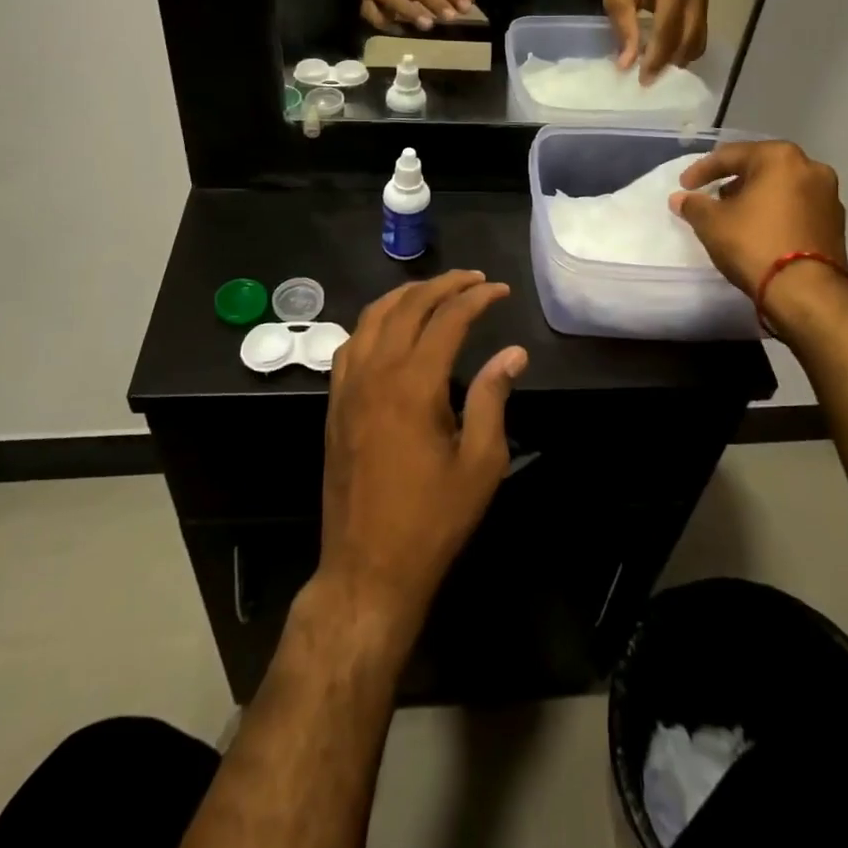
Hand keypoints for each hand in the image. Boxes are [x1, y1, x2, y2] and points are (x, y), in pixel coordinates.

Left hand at [319, 270, 527, 635]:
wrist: (368, 568)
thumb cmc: (432, 520)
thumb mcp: (480, 463)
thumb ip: (493, 399)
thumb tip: (512, 353)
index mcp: (414, 384)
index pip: (447, 319)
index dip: (476, 298)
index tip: (500, 291)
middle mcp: (376, 373)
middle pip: (407, 306)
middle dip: (443, 285)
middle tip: (473, 279)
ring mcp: (348, 387)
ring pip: (372, 317)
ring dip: (405, 295)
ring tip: (435, 290)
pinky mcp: (335, 404)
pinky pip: (351, 343)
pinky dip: (374, 321)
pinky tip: (390, 327)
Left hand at [602, 0, 707, 82]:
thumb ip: (624, 30)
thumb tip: (627, 65)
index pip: (668, 26)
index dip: (657, 55)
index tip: (643, 78)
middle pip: (688, 34)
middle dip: (668, 61)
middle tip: (648, 81)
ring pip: (698, 38)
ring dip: (678, 58)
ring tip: (656, 71)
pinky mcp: (706, 1)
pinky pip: (699, 33)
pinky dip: (684, 49)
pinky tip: (667, 58)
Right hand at [669, 140, 847, 294]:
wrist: (807, 292)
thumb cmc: (755, 244)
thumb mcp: (712, 223)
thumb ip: (694, 205)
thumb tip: (680, 198)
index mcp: (780, 157)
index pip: (731, 155)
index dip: (702, 170)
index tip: (684, 186)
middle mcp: (810, 167)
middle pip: (761, 168)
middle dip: (733, 181)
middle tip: (712, 197)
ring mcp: (829, 196)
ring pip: (782, 187)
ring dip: (757, 197)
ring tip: (735, 215)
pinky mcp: (836, 223)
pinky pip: (797, 208)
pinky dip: (776, 213)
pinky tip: (760, 230)